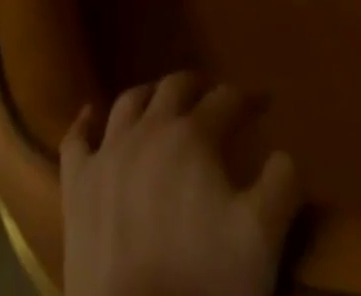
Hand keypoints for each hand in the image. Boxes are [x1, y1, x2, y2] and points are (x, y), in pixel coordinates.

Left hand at [60, 72, 301, 295]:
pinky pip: (76, 140)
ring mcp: (108, 153)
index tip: (263, 103)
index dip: (248, 99)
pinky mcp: (77, 186)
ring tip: (162, 99)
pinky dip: (85, 122)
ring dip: (150, 95)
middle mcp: (149, 129)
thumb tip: (283, 154)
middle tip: (213, 94)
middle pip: (175, 88)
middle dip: (199, 86)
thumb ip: (281, 186)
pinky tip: (91, 114)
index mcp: (194, 136)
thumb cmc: (204, 285)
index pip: (227, 100)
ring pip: (128, 103)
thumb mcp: (262, 240)